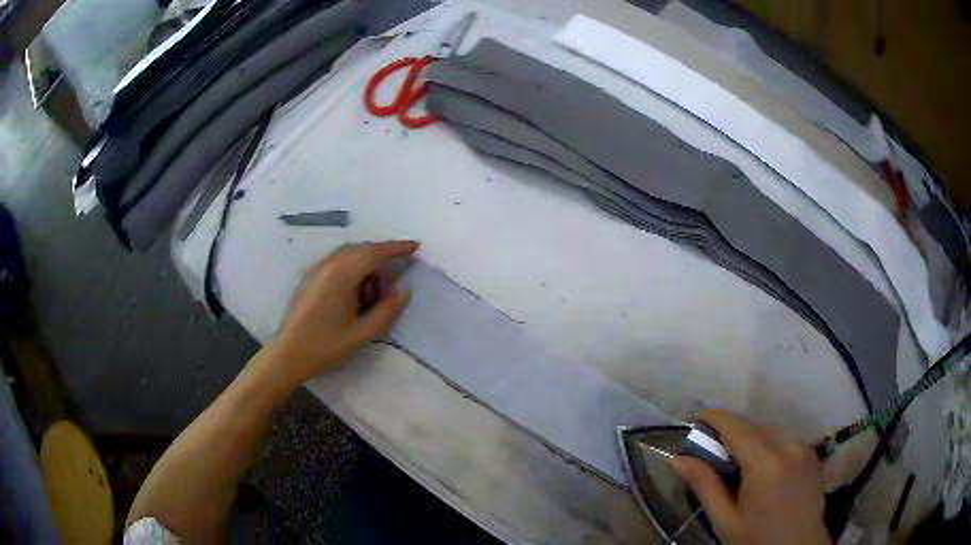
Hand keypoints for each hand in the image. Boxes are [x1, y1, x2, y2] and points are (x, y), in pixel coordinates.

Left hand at [266, 240, 419, 386]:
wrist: (289, 353)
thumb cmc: (327, 345)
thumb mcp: (363, 332)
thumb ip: (388, 309)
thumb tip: (405, 289)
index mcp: (343, 274)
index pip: (375, 252)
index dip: (397, 248)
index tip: (416, 247)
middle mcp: (329, 264)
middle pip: (362, 248)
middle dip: (383, 254)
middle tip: (399, 269)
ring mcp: (317, 268)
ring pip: (348, 253)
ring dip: (366, 261)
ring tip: (376, 286)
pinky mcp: (310, 276)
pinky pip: (337, 260)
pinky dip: (352, 265)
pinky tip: (355, 288)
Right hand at [672, 409, 828, 544]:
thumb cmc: (758, 541)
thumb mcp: (726, 521)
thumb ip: (705, 486)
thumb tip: (677, 459)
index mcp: (767, 463)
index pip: (735, 427)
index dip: (712, 418)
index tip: (692, 421)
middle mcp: (789, 445)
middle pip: (752, 427)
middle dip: (728, 433)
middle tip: (707, 455)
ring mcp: (803, 447)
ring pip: (767, 432)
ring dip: (747, 441)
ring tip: (733, 467)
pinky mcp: (811, 453)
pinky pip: (782, 440)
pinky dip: (765, 447)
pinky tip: (758, 471)